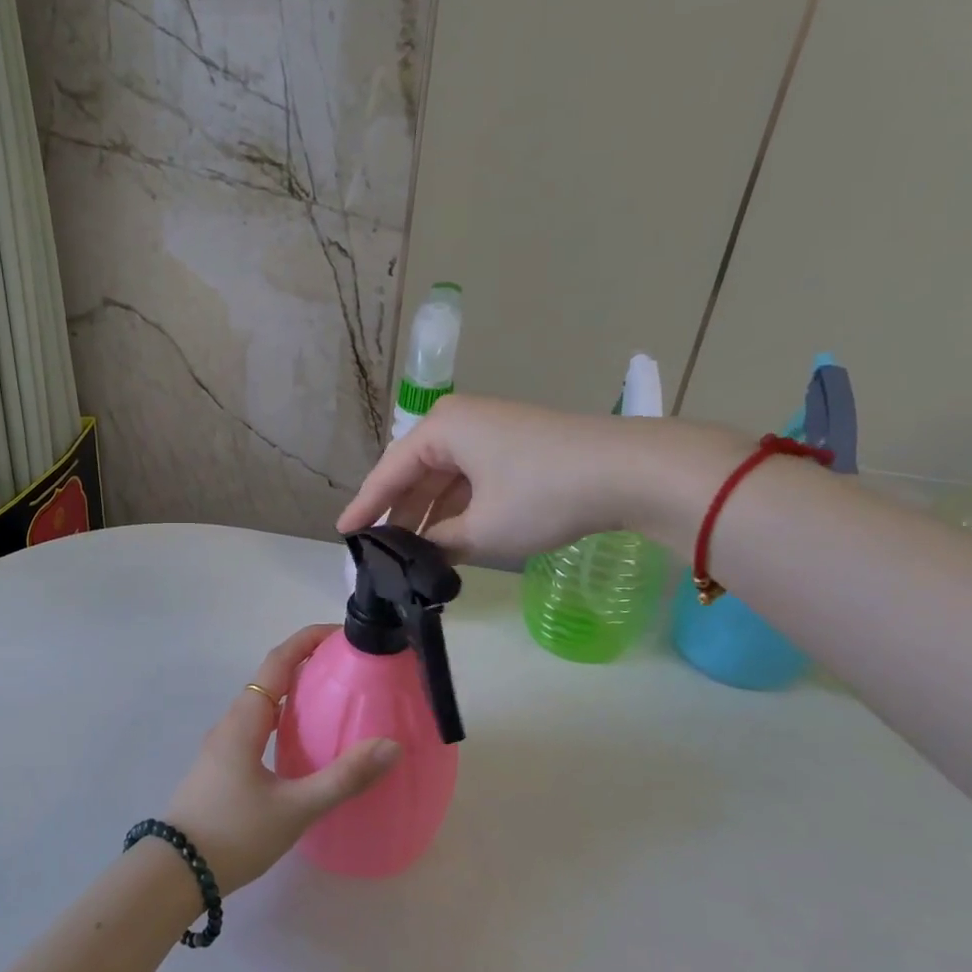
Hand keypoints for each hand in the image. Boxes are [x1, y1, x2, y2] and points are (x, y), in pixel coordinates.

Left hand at [164, 625, 400, 893]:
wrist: (176, 874)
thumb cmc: (234, 834)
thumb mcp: (295, 808)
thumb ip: (343, 778)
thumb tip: (390, 745)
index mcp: (245, 719)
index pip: (279, 660)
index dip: (308, 639)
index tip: (342, 633)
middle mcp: (232, 722)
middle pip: (271, 676)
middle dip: (308, 662)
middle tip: (349, 667)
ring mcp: (223, 744)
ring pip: (263, 703)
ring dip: (295, 691)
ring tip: (334, 699)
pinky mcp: (223, 766)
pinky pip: (258, 725)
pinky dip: (284, 718)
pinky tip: (304, 743)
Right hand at [335, 395, 635, 561]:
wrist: (628, 471)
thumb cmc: (543, 494)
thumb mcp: (483, 528)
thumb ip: (441, 541)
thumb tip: (423, 552)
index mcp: (441, 428)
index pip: (390, 472)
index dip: (366, 507)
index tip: (343, 534)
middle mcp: (460, 420)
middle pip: (416, 471)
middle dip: (400, 512)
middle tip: (380, 550)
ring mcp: (489, 429)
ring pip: (445, 476)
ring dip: (431, 513)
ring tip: (413, 551)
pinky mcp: (514, 443)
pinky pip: (470, 476)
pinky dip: (459, 506)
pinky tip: (452, 535)